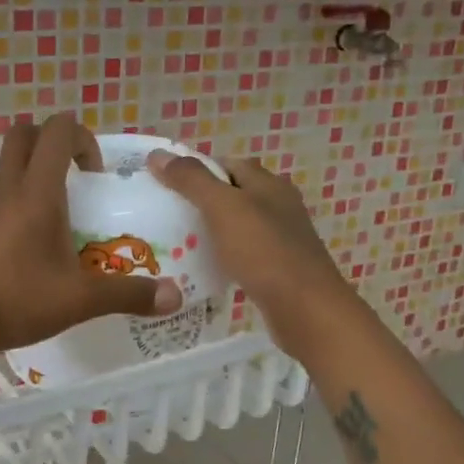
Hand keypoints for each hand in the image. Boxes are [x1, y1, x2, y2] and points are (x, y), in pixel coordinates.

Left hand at [0, 115, 184, 371]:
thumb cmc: (15, 300)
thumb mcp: (79, 300)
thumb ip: (128, 295)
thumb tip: (175, 297)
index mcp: (36, 191)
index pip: (56, 131)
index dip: (82, 137)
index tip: (95, 175)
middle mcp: (6, 188)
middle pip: (23, 134)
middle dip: (52, 143)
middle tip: (75, 178)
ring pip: (6, 165)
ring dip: (32, 172)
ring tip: (56, 214)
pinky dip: (14, 200)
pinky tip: (28, 244)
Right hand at [147, 150, 356, 360]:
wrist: (305, 309)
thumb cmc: (263, 251)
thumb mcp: (222, 208)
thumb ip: (191, 180)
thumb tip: (158, 155)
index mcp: (268, 183)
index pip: (227, 163)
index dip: (195, 170)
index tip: (164, 185)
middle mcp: (278, 205)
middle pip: (232, 194)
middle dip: (200, 202)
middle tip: (165, 216)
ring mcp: (281, 238)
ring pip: (237, 225)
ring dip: (210, 231)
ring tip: (177, 243)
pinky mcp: (278, 268)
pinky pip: (243, 253)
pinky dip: (223, 256)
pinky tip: (205, 269)